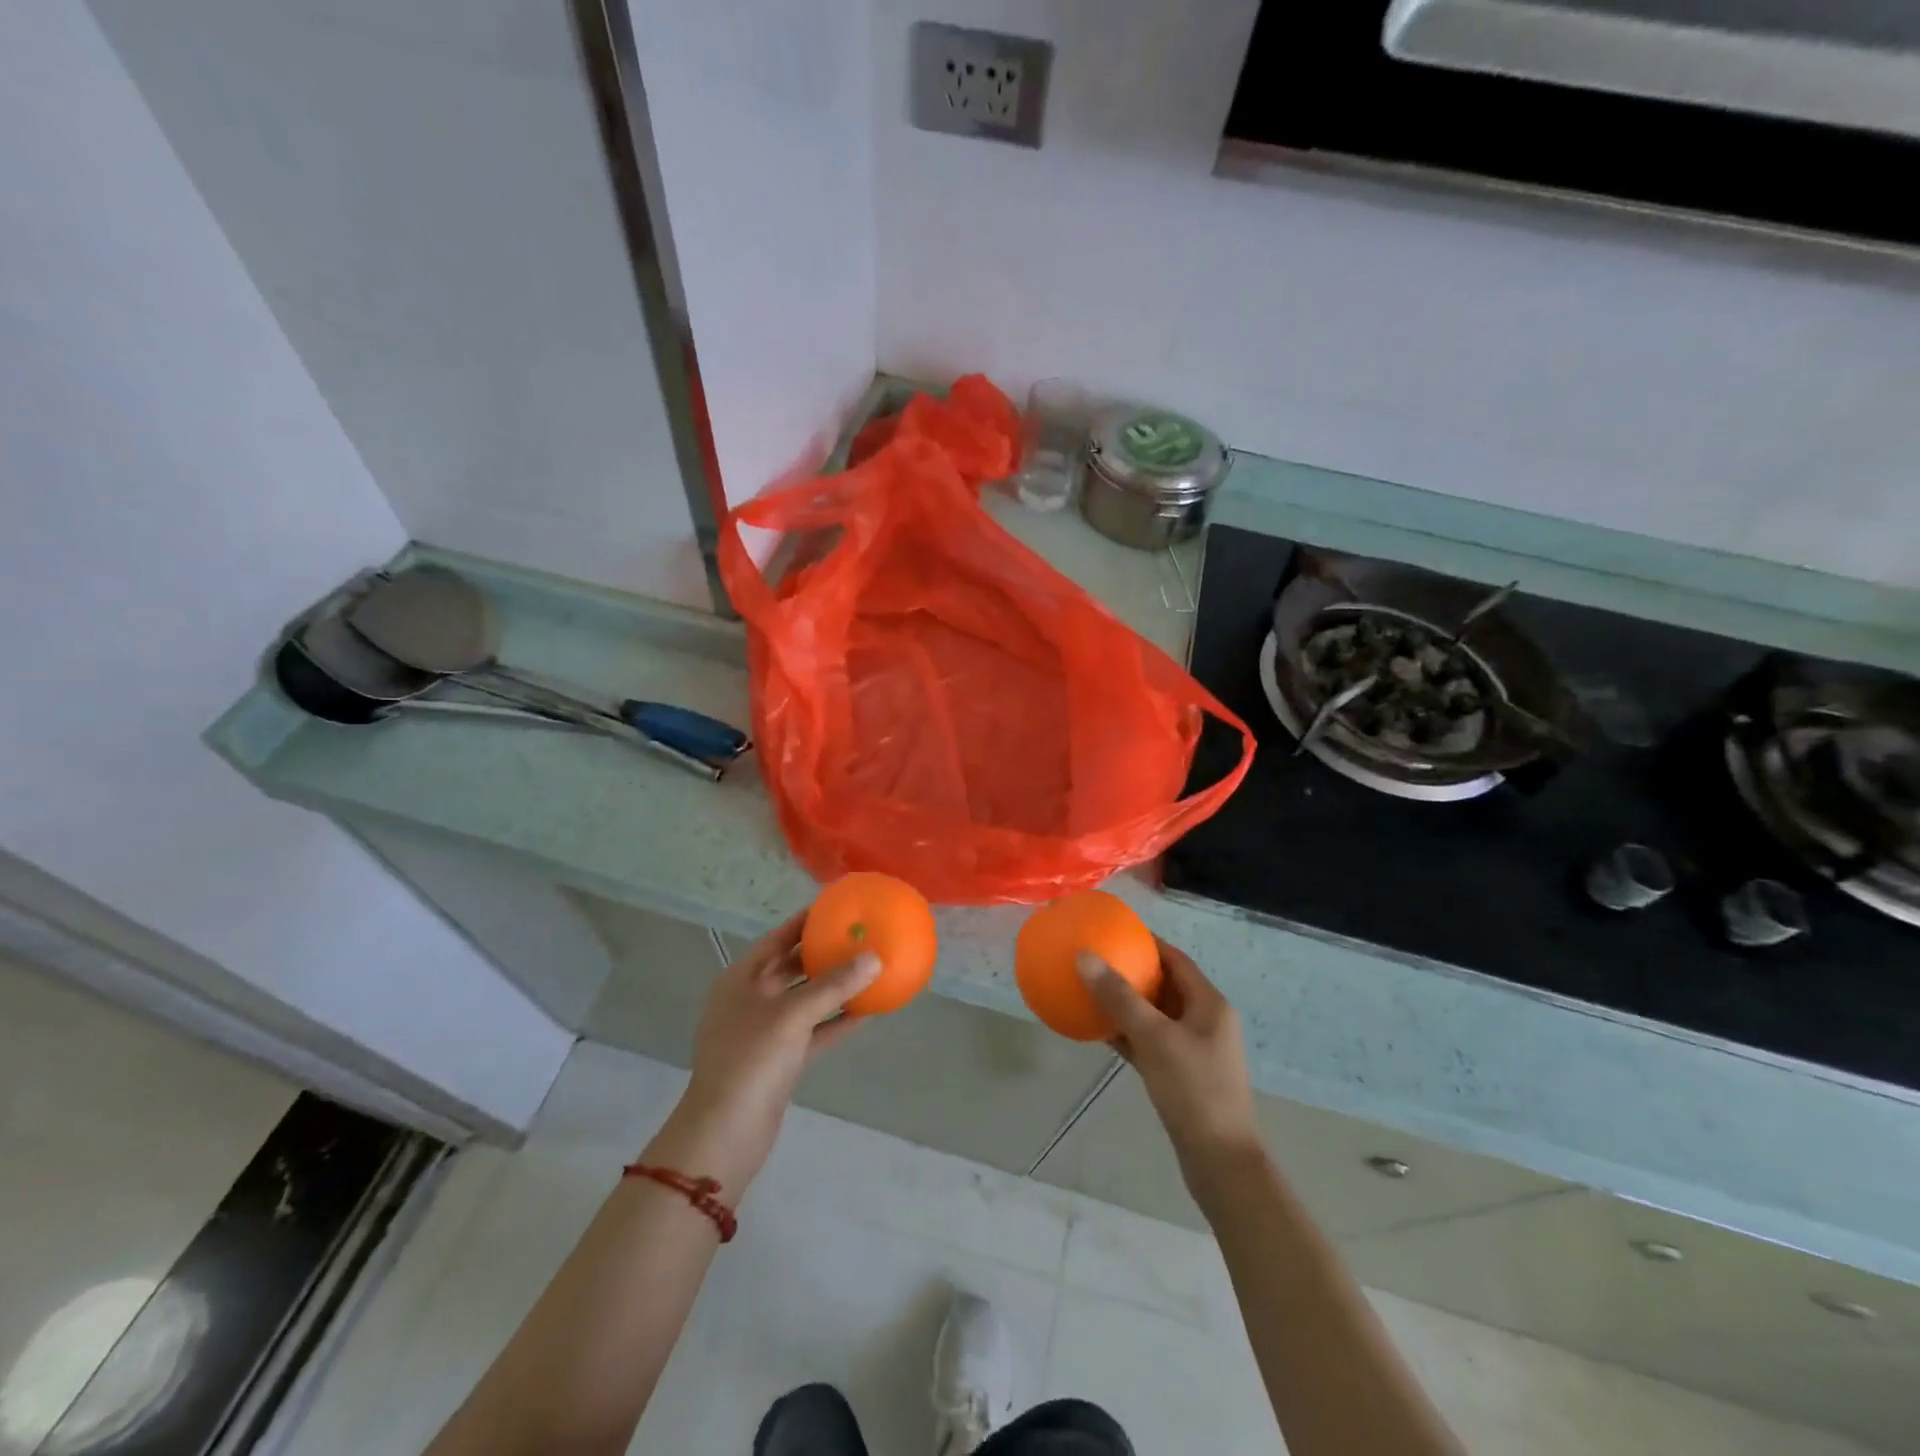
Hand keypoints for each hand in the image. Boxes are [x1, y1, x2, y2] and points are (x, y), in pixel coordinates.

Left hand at [644, 911, 878, 1193]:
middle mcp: (751, 1000)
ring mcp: (765, 1032)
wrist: (725, 1134)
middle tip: (859, 936)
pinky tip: (867, 1012)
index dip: (804, 921)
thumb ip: (834, 985)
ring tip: (869, 969)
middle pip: (792, 966)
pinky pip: (813, 1031)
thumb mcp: (792, 1016)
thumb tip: (875, 957)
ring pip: (805, 999)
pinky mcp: (780, 1060)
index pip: (777, 938)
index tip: (836, 907)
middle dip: (823, 952)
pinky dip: (836, 1021)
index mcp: (741, 980)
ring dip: (834, 988)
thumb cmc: (751, 1061)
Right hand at [1077, 939, 1263, 1200]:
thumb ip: (1119, 997)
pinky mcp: (1180, 1076)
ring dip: (1126, 1003)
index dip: (1147, 942)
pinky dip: (1126, 1033)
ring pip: (1154, 1015)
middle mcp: (1204, 1021)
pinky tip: (1097, 1031)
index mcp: (1209, 1004)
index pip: (1176, 959)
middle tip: (1096, 959)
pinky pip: (1148, 1043)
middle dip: (1132, 971)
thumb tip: (1084, 956)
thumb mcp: (1155, 1038)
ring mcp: (1193, 1050)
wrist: (1220, 1163)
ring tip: (1090, 989)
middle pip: (1165, 985)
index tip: (1114, 931)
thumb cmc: (1194, 1090)